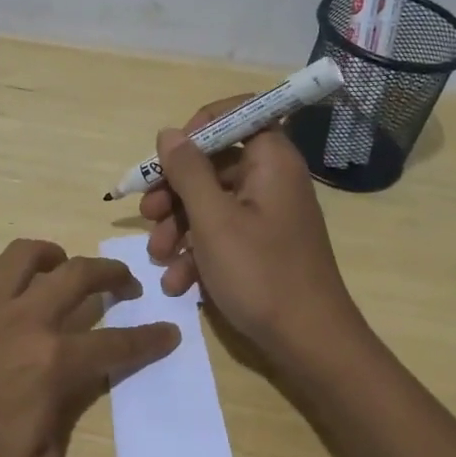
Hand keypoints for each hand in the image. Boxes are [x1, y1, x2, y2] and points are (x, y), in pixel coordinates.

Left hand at [0, 222, 187, 456]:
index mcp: (52, 363)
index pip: (116, 344)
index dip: (148, 339)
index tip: (169, 332)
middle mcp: (20, 320)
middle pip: (75, 279)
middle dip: (107, 274)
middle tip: (123, 282)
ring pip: (18, 257)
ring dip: (46, 251)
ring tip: (60, 260)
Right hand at [139, 100, 366, 360]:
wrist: (309, 342)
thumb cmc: (261, 273)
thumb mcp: (213, 220)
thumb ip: (188, 171)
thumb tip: (170, 132)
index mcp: (270, 160)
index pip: (237, 114)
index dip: (198, 128)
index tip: (168, 156)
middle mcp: (271, 179)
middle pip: (214, 163)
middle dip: (175, 190)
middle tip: (146, 214)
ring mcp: (267, 214)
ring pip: (212, 202)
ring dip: (178, 226)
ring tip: (157, 256)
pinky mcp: (261, 245)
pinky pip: (223, 232)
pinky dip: (197, 251)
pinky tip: (178, 281)